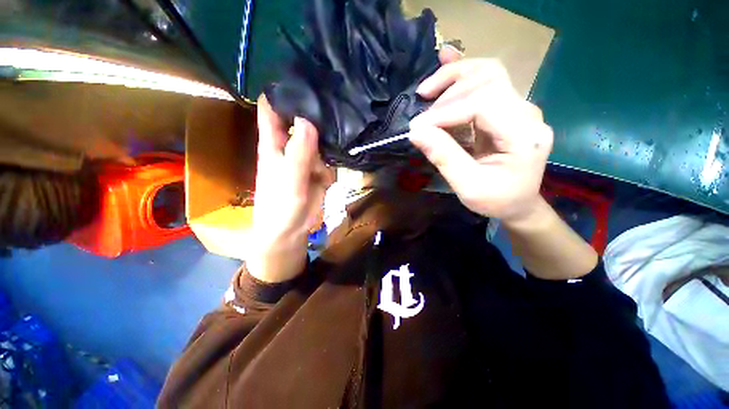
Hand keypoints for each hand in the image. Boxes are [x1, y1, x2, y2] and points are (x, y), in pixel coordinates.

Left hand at [247, 95, 334, 282]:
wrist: (290, 231)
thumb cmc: (281, 205)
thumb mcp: (290, 178)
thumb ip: (299, 152)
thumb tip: (309, 121)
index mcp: (274, 144)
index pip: (271, 109)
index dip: (282, 93)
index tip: (302, 81)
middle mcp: (290, 147)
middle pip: (301, 121)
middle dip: (315, 116)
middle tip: (333, 109)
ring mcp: (305, 160)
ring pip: (319, 141)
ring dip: (327, 146)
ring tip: (329, 157)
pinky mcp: (317, 172)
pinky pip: (327, 160)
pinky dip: (330, 165)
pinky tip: (329, 175)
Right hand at [409, 56, 552, 226]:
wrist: (518, 203)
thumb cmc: (496, 200)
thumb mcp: (468, 186)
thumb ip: (444, 157)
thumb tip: (416, 133)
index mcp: (523, 135)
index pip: (483, 104)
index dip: (446, 111)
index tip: (418, 127)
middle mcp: (526, 113)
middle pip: (488, 78)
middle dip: (449, 90)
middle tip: (421, 108)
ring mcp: (518, 108)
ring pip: (487, 73)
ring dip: (453, 77)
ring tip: (427, 90)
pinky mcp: (506, 109)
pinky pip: (486, 81)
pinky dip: (462, 73)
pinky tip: (445, 59)